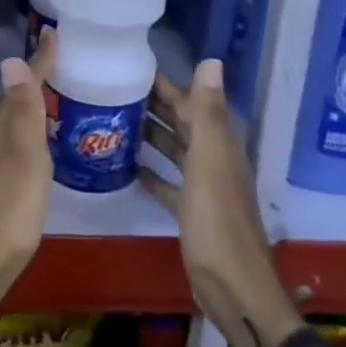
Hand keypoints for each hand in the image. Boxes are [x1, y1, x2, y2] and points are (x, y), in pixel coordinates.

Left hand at [0, 31, 56, 311]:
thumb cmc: (8, 208)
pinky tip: (36, 150)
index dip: (39, 62)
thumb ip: (21, 113)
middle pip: (12, 104)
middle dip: (31, 82)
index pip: (21, 87)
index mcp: (0, 131)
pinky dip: (26, 137)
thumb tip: (9, 59)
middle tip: (56, 65)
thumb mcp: (24, 157)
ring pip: (9, 127)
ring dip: (27, 109)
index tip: (53, 34)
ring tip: (50, 101)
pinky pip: (11, 149)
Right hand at [139, 59, 298, 346]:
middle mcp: (212, 160)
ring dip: (149, 135)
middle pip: (181, 124)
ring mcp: (202, 187)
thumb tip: (211, 59)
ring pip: (173, 151)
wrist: (233, 287)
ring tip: (113, 120)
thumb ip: (206, 113)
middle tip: (113, 89)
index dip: (166, 84)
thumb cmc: (217, 222)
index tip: (132, 67)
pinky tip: (127, 166)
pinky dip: (150, 172)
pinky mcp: (190, 212)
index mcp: (219, 145)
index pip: (190, 103)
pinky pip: (167, 183)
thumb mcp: (209, 162)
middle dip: (153, 105)